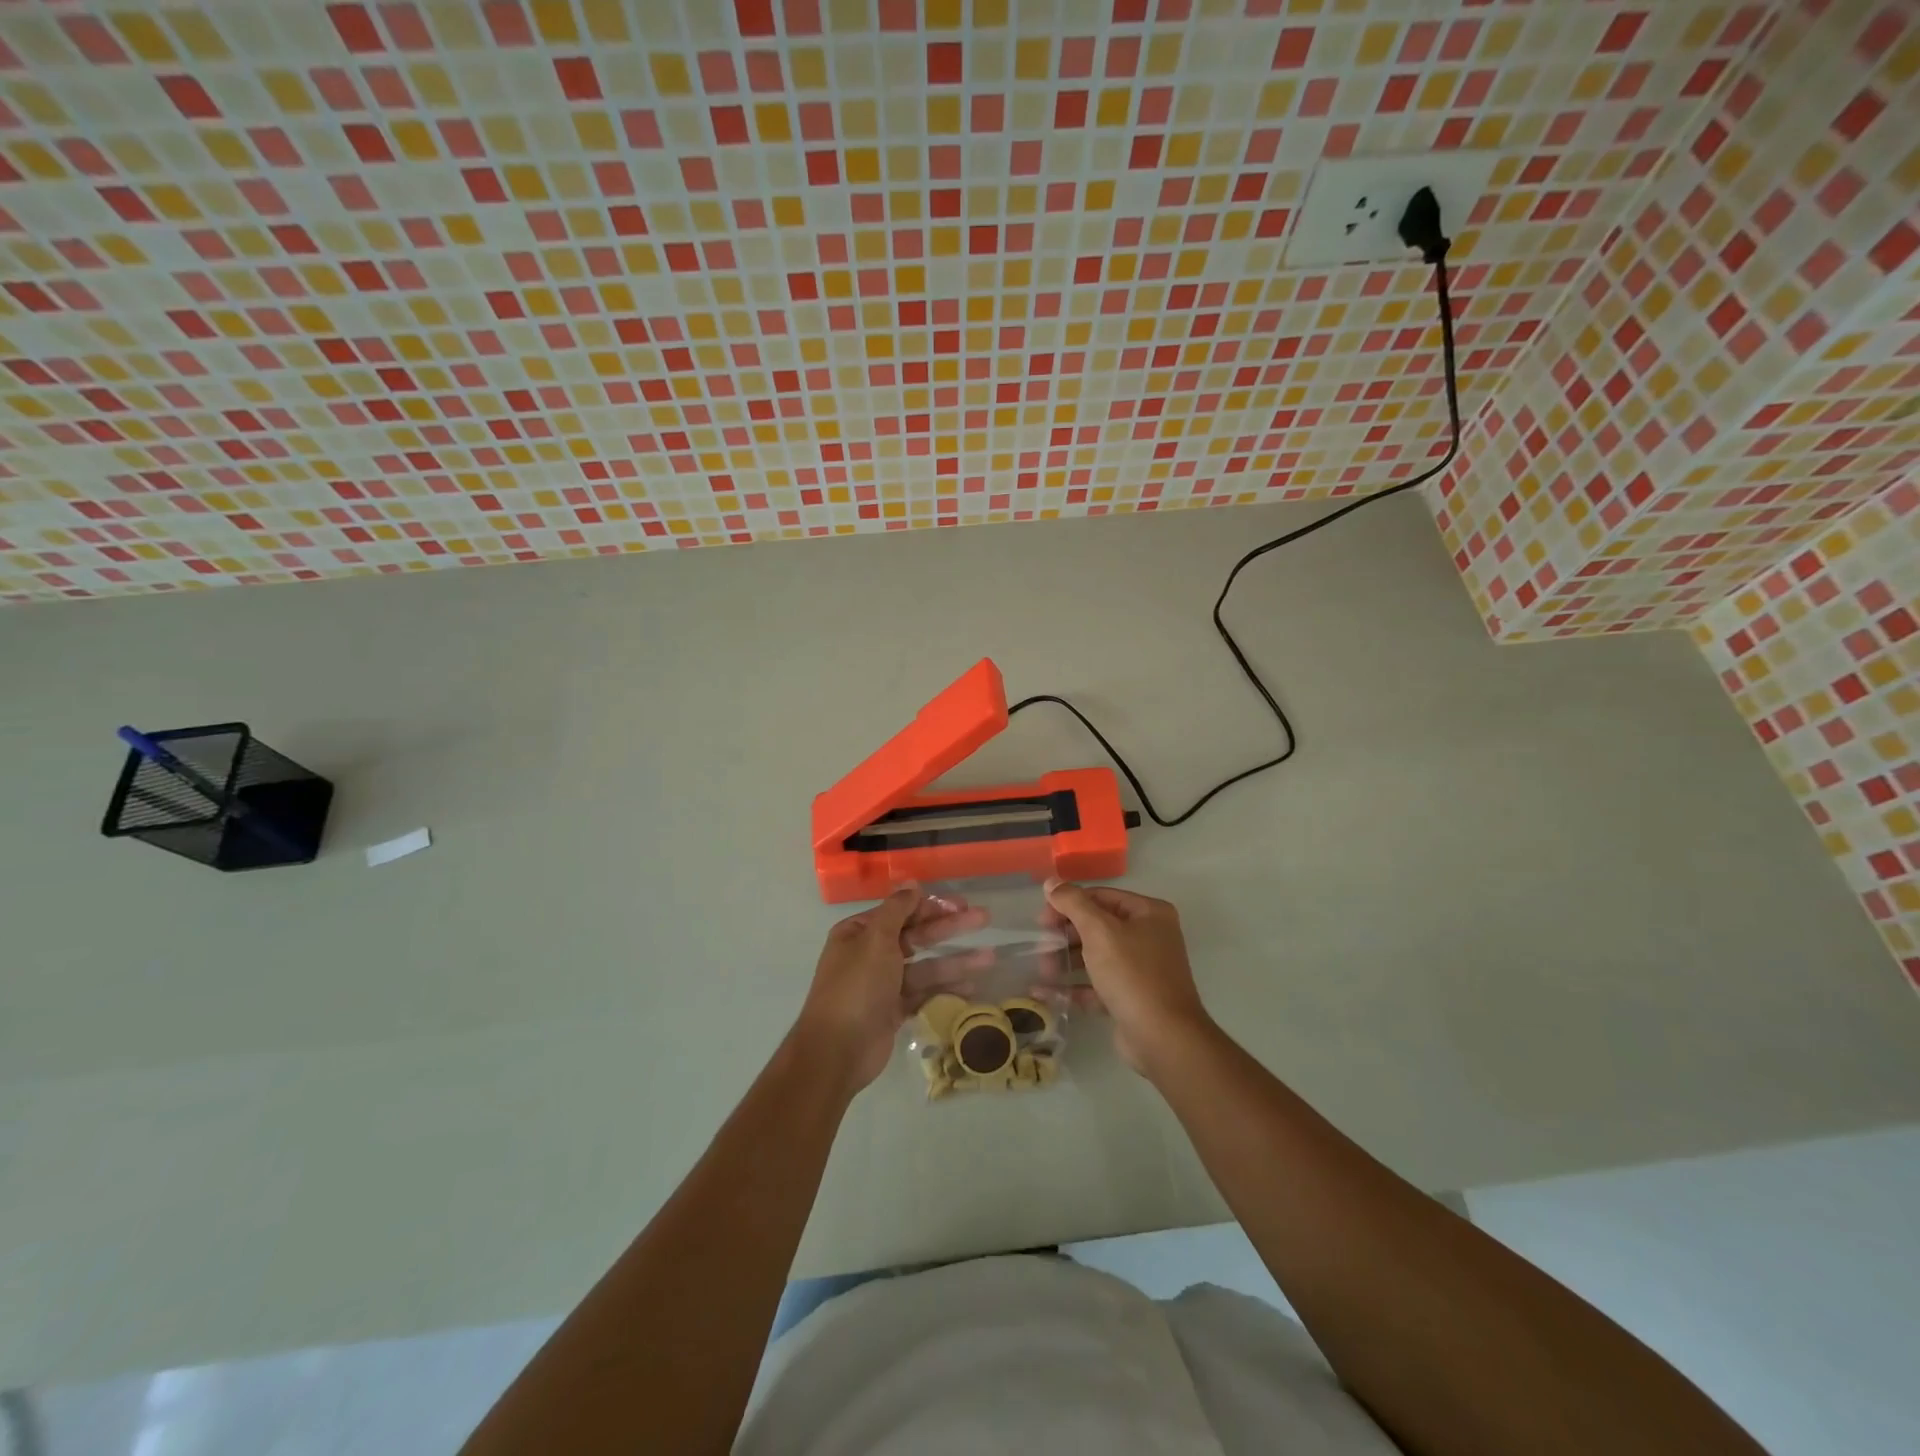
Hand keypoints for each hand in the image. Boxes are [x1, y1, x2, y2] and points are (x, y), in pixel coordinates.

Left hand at [795, 885, 987, 1093]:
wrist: (838, 1051)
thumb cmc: (857, 987)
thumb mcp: (876, 940)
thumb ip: (897, 909)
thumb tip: (911, 883)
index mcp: (859, 933)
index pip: (900, 911)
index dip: (931, 906)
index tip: (960, 903)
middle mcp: (870, 954)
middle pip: (917, 936)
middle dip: (950, 928)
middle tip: (984, 918)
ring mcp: (883, 984)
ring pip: (925, 967)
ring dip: (955, 961)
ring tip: (989, 958)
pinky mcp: (894, 1010)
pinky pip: (923, 993)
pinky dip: (945, 989)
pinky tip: (972, 986)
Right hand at [1042, 879, 1213, 1074]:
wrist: (1163, 1037)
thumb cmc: (1132, 974)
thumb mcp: (1100, 931)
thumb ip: (1073, 903)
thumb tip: (1052, 881)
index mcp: (1149, 913)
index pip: (1101, 897)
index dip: (1068, 904)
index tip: (1041, 919)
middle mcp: (1149, 936)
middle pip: (1098, 926)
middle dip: (1066, 935)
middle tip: (1041, 946)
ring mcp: (1141, 969)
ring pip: (1096, 956)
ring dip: (1066, 961)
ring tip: (1043, 970)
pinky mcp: (1131, 998)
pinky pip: (1097, 985)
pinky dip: (1074, 987)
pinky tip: (1045, 992)